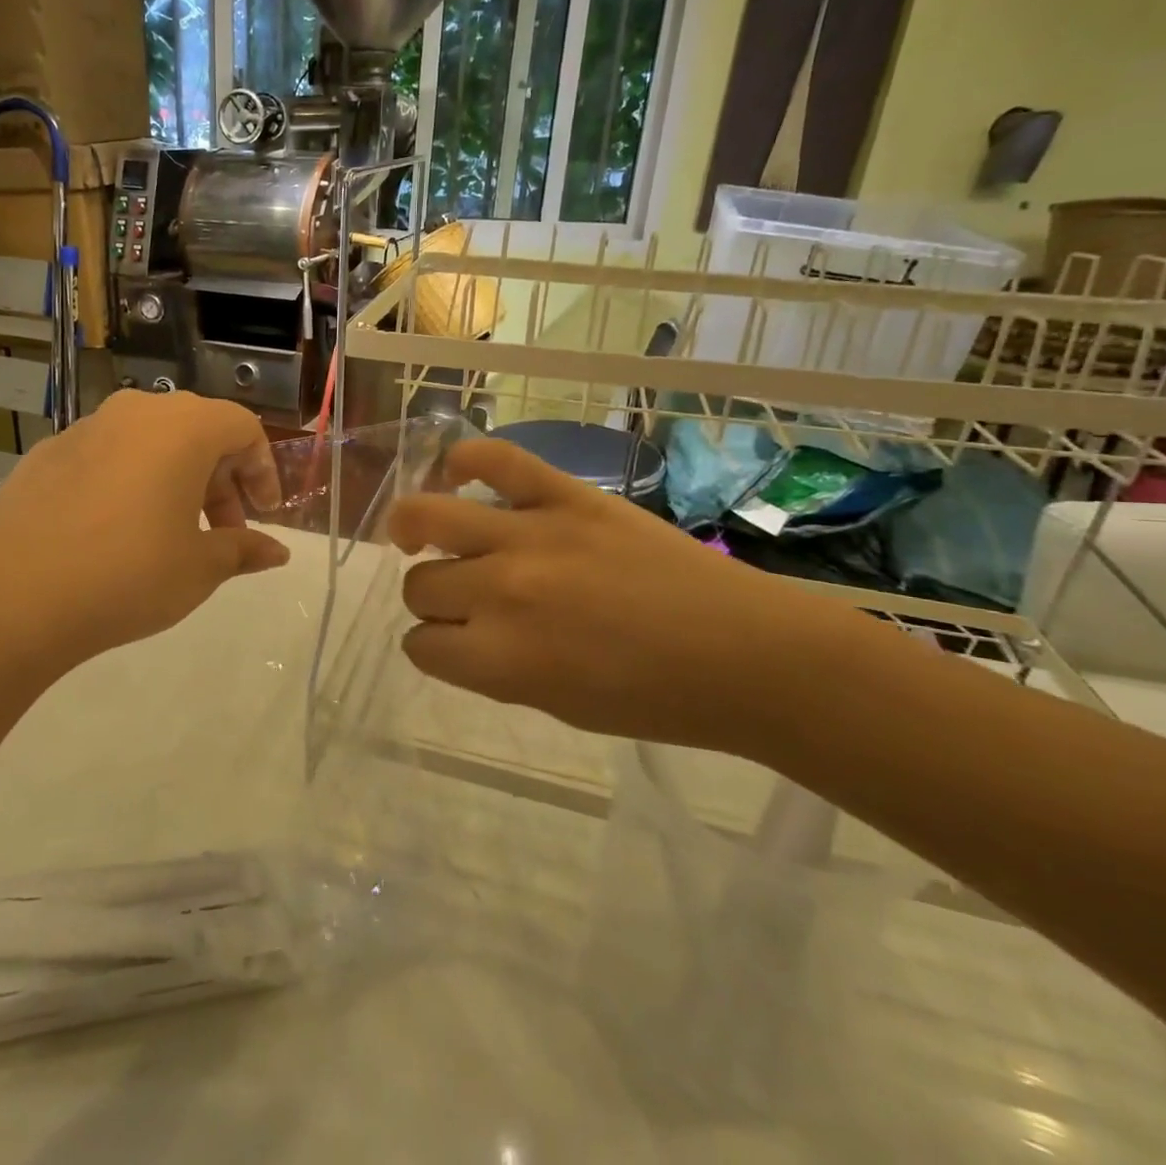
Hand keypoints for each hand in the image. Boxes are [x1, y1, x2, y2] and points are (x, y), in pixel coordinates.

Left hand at [0, 391, 289, 675]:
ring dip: (175, 479)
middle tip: (223, 531)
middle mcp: (135, 412)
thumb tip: (276, 551)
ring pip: (149, 441)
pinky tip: (115, 531)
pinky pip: (107, 456)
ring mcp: (85, 429)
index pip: (242, 428)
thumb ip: (242, 549)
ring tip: (172, 533)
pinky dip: (129, 481)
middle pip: (196, 431)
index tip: (264, 514)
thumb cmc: (127, 575)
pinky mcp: (47, 453)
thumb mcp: (199, 568)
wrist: (10, 596)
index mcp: (182, 428)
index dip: (263, 470)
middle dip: (221, 479)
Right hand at [388, 438, 846, 752]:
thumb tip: (456, 634)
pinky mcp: (566, 494)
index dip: (432, 647)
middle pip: (419, 585)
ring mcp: (531, 533)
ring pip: (428, 518)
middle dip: (432, 598)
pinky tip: (456, 472)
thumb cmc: (655, 700)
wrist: (748, 655)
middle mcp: (502, 590)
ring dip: (417, 533)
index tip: (453, 645)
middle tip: (463, 598)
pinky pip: (494, 458)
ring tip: (422, 532)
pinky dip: (464, 460)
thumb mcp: (555, 706)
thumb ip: (492, 668)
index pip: (420, 645)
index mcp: (500, 658)